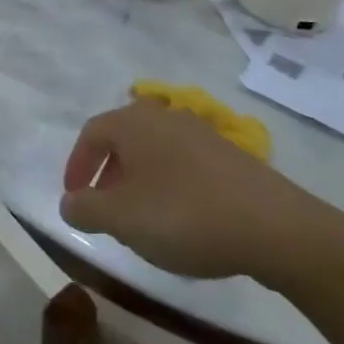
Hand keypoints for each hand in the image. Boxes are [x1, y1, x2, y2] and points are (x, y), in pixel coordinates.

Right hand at [60, 97, 341, 282]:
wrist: (275, 227)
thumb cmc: (184, 215)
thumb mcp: (122, 219)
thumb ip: (86, 209)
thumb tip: (68, 202)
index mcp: (132, 122)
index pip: (91, 134)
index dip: (76, 166)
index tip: (74, 198)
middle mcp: (163, 116)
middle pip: (123, 140)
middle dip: (108, 175)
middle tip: (105, 210)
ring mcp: (200, 132)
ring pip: (154, 152)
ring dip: (139, 181)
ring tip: (142, 219)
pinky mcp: (229, 155)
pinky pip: (183, 163)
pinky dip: (169, 185)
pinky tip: (181, 219)